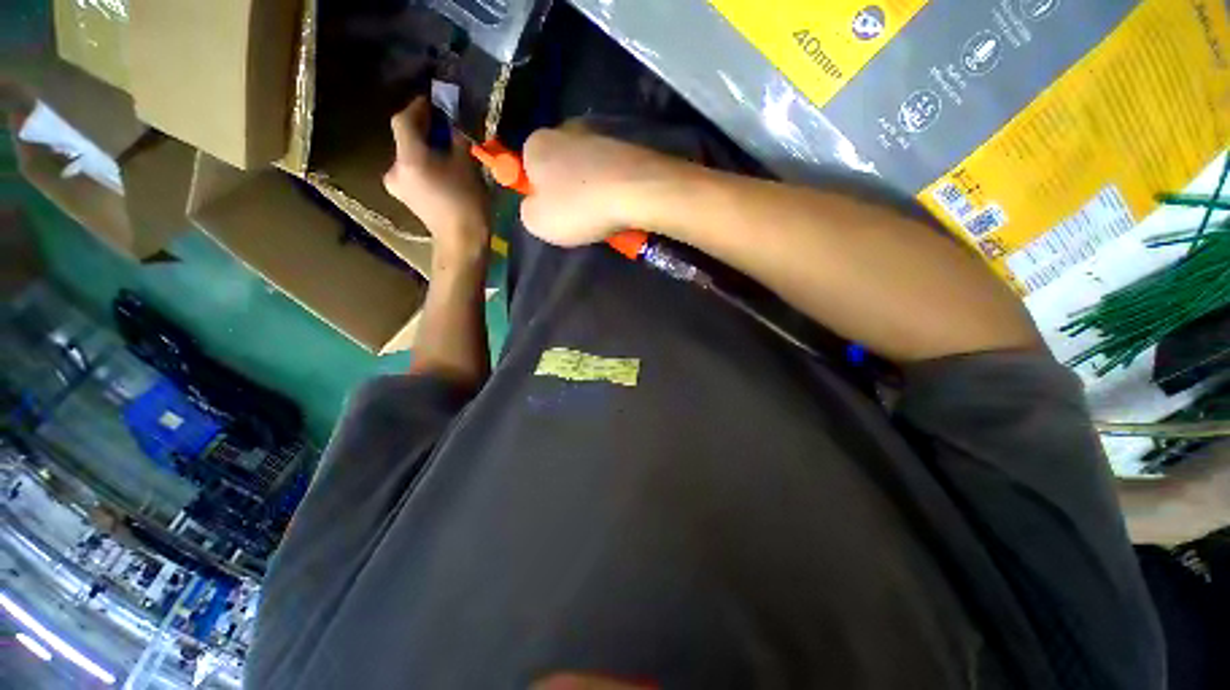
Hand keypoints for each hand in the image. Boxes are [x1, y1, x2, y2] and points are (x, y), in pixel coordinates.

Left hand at [384, 97, 488, 258]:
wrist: (462, 242)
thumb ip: (456, 140)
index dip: (417, 108)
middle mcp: (395, 169)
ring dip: (425, 150)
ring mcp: (398, 186)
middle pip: (405, 140)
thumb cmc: (467, 203)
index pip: (403, 120)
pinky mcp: (406, 198)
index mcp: (409, 158)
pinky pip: (412, 172)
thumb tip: (452, 125)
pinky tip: (441, 171)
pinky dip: (424, 166)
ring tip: (446, 152)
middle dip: (424, 132)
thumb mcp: (467, 166)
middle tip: (444, 130)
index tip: (432, 102)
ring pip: (409, 157)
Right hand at [519, 128, 687, 246]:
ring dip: (591, 188)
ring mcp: (599, 134)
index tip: (553, 212)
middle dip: (566, 189)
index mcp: (537, 143)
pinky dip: (612, 186)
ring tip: (602, 213)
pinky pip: (611, 170)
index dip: (538, 192)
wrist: (637, 191)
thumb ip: (528, 211)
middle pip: (559, 165)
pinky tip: (619, 204)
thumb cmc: (579, 207)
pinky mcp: (626, 144)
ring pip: (588, 168)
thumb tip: (536, 205)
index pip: (527, 166)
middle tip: (578, 216)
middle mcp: (565, 130)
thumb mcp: (538, 222)